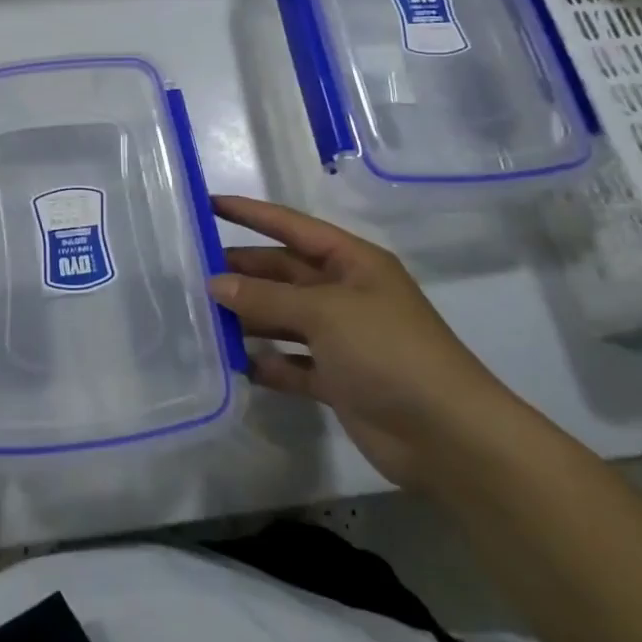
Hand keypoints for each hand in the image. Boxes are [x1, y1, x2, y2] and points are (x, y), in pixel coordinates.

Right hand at [209, 195, 522, 490]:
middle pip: (284, 272)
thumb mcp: (325, 312)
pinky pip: (292, 363)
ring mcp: (342, 338)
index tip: (209, 204)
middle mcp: (345, 293)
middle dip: (244, 270)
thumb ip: (267, 296)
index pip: (292, 227)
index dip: (251, 214)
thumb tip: (216, 283)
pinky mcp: (338, 379)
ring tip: (203, 315)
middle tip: (193, 270)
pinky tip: (236, 363)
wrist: (448, 436)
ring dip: (249, 316)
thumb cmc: (388, 352)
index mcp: (352, 262)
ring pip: (284, 317)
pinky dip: (267, 362)